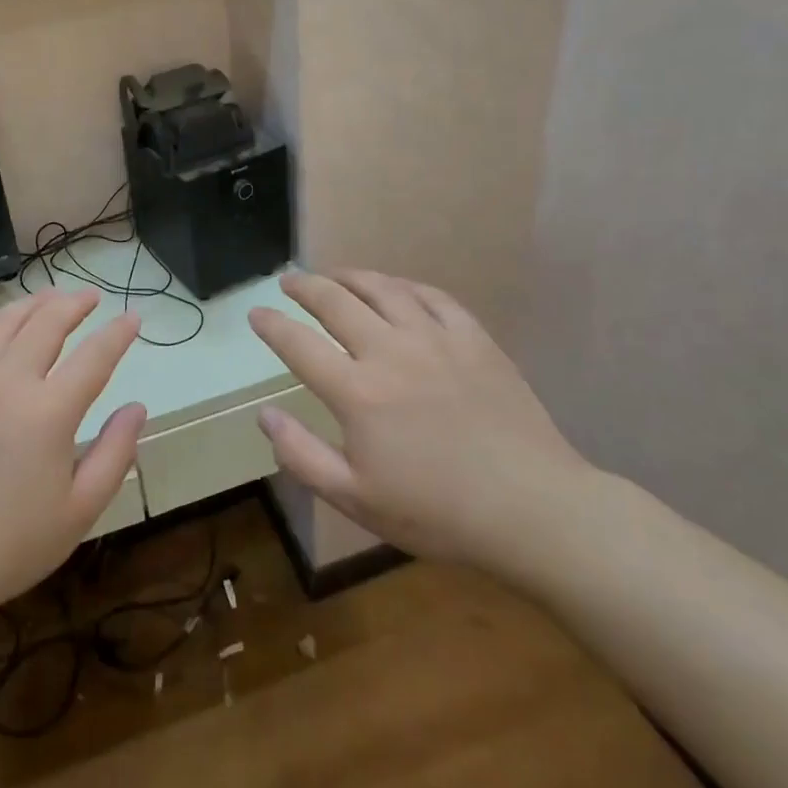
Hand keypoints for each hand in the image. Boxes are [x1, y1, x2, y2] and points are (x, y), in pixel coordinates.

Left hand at [0, 290, 144, 670]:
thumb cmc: (10, 544)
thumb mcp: (80, 510)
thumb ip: (115, 453)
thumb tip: (137, 408)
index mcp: (49, 412)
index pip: (94, 356)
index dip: (118, 333)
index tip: (133, 317)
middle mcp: (7, 382)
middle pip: (47, 322)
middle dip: (75, 303)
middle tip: (91, 297)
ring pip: (3, 321)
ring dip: (33, 303)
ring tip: (51, 299)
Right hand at [248, 270, 596, 574]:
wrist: (532, 510)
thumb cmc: (437, 512)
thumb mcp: (355, 499)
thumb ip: (301, 454)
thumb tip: (265, 414)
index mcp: (357, 392)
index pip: (299, 344)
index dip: (272, 325)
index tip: (256, 314)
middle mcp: (390, 352)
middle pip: (336, 301)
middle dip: (305, 286)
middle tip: (289, 281)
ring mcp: (436, 339)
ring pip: (383, 289)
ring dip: (350, 276)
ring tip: (334, 275)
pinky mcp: (474, 339)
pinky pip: (432, 297)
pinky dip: (405, 286)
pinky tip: (396, 289)